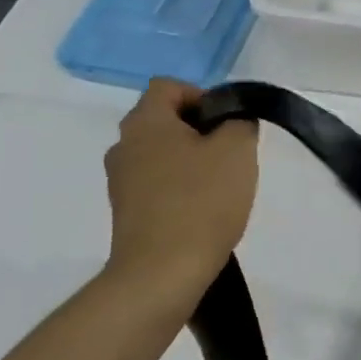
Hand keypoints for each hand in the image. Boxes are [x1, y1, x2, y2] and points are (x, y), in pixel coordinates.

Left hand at [102, 79, 257, 296]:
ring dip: (191, 162)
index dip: (203, 96)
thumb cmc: (201, 201)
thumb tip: (233, 119)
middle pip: (165, 121)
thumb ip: (240, 121)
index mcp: (145, 122)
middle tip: (232, 154)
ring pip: (161, 155)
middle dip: (201, 131)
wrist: (162, 272)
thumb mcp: (237, 150)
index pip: (169, 86)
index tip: (229, 123)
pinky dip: (180, 189)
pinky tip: (203, 211)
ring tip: (221, 187)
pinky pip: (157, 185)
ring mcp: (120, 182)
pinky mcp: (125, 212)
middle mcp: (123, 145)